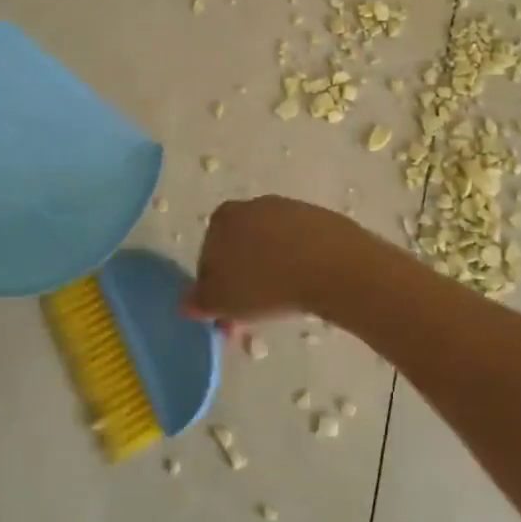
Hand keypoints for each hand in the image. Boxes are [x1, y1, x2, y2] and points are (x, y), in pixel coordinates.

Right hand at [187, 196, 357, 323]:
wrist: (333, 265)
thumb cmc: (266, 283)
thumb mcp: (222, 301)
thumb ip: (199, 301)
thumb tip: (187, 303)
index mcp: (223, 218)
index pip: (207, 257)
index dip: (214, 290)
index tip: (226, 315)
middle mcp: (253, 205)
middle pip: (239, 250)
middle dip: (241, 282)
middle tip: (251, 316)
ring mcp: (289, 209)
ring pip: (270, 247)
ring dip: (270, 273)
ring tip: (281, 305)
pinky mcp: (320, 219)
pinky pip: (299, 247)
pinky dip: (297, 265)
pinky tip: (305, 287)